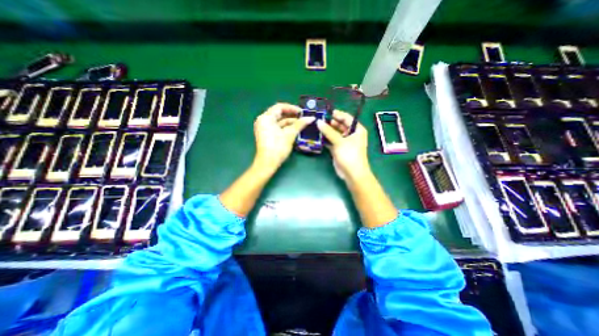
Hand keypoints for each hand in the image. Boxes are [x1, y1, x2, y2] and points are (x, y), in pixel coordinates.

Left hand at [252, 101, 314, 170]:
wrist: (267, 163)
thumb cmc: (277, 147)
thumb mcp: (289, 134)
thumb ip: (300, 124)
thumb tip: (311, 118)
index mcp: (266, 118)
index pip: (279, 107)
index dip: (292, 108)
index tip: (302, 112)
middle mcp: (263, 121)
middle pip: (279, 114)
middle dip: (292, 116)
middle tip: (303, 117)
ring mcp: (264, 128)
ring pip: (279, 121)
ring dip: (290, 122)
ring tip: (302, 124)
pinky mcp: (266, 135)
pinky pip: (277, 127)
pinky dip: (285, 128)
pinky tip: (295, 129)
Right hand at [315, 111, 372, 180]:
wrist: (352, 174)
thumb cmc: (350, 155)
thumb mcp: (339, 141)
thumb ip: (329, 131)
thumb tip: (318, 122)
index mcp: (357, 129)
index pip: (347, 118)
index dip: (337, 114)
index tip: (325, 112)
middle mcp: (351, 134)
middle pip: (340, 125)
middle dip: (330, 122)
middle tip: (318, 119)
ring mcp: (345, 142)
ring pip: (335, 133)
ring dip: (327, 131)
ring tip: (316, 126)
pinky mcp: (339, 149)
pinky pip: (332, 141)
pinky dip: (326, 139)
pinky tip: (318, 136)